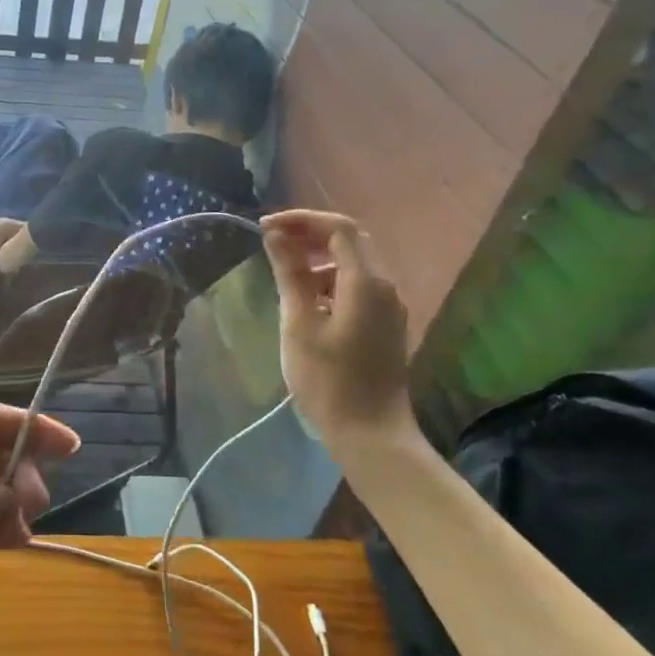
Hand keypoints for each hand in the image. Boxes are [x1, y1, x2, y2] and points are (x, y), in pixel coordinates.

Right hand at [261, 210, 412, 447]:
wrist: (371, 435)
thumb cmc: (328, 380)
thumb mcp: (299, 323)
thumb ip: (289, 274)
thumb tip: (275, 235)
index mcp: (366, 282)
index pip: (338, 228)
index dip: (301, 220)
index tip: (265, 228)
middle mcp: (385, 287)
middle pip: (350, 241)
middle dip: (310, 234)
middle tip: (272, 242)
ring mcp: (389, 307)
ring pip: (355, 263)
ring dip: (320, 258)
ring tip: (284, 273)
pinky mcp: (386, 324)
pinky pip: (359, 286)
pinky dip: (331, 280)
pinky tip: (307, 301)